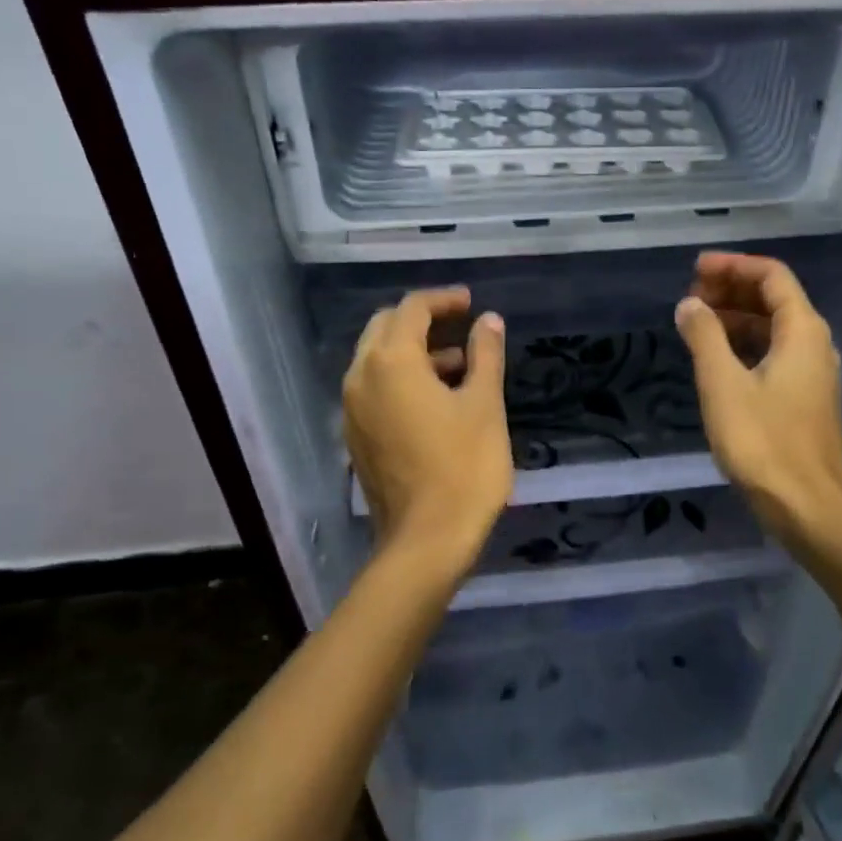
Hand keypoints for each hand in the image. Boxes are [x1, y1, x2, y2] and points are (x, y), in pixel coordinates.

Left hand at [343, 287, 512, 578]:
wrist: (427, 540)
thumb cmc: (464, 467)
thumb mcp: (485, 404)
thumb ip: (485, 355)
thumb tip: (489, 320)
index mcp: (391, 362)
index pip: (412, 309)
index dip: (443, 299)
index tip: (471, 303)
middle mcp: (361, 378)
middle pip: (385, 328)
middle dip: (422, 320)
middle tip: (460, 326)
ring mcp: (352, 410)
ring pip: (377, 360)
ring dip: (413, 351)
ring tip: (458, 365)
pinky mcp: (355, 436)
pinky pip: (374, 388)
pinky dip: (401, 379)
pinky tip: (436, 399)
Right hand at [675, 252, 841, 542]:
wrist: (807, 506)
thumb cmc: (763, 442)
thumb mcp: (723, 384)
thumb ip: (704, 337)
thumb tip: (689, 304)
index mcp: (802, 331)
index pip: (772, 276)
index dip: (733, 265)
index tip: (695, 269)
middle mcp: (814, 344)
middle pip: (774, 299)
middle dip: (732, 290)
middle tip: (691, 296)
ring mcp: (812, 374)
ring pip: (773, 329)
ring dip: (736, 319)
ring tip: (696, 323)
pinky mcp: (804, 400)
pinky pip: (774, 355)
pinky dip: (744, 346)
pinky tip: (716, 360)